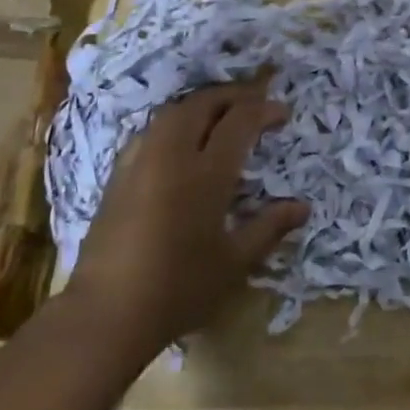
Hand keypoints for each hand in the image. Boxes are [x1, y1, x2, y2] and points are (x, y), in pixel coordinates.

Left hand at [71, 82, 308, 350]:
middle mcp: (171, 155)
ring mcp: (140, 162)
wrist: (106, 314)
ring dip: (201, 105)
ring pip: (173, 112)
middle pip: (202, 104)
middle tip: (254, 102)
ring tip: (221, 114)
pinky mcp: (118, 176)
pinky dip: (174, 123)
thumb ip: (269, 227)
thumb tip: (303, 207)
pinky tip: (180, 141)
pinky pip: (151, 131)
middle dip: (232, 95)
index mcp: (205, 173)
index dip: (263, 109)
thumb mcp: (234, 262)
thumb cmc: (178, 288)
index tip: (282, 112)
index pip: (239, 121)